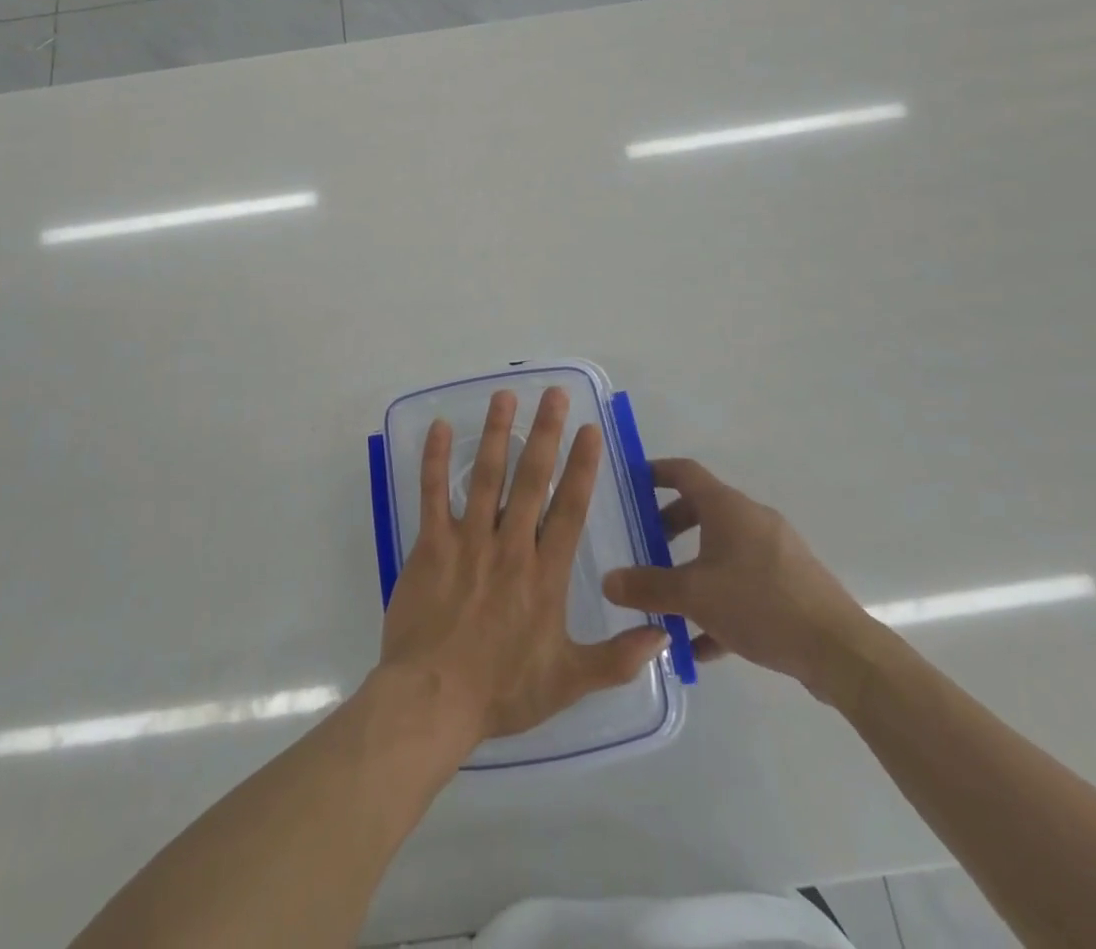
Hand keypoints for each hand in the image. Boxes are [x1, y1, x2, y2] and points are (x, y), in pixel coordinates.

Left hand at [378, 386, 668, 744]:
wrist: (433, 700)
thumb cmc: (503, 691)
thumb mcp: (569, 682)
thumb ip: (617, 657)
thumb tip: (664, 632)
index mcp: (545, 574)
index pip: (570, 508)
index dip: (582, 466)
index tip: (590, 430)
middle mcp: (510, 546)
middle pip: (532, 479)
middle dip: (545, 433)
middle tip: (554, 394)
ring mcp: (468, 541)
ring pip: (486, 476)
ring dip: (498, 433)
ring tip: (505, 396)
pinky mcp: (430, 545)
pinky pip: (433, 493)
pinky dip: (436, 459)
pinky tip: (441, 428)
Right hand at [602, 457, 871, 700]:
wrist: (840, 651)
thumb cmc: (760, 603)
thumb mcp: (694, 595)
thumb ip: (647, 587)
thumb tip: (607, 580)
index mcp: (727, 508)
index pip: (684, 472)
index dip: (655, 472)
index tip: (631, 484)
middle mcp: (752, 520)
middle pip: (702, 512)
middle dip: (669, 529)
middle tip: (645, 549)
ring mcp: (776, 553)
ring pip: (722, 553)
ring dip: (693, 572)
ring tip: (668, 604)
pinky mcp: (791, 586)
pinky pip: (744, 585)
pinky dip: (719, 604)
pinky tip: (702, 645)